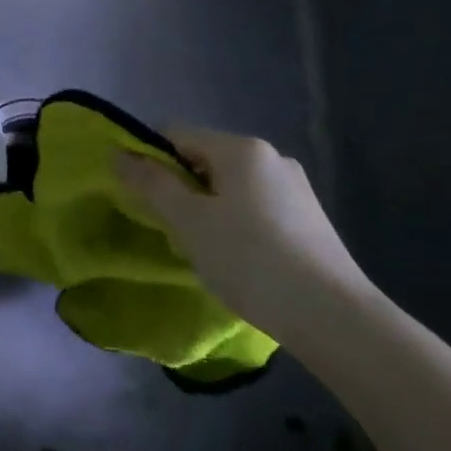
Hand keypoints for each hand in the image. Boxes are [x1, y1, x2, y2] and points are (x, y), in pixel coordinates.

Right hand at [116, 128, 375, 348]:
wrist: (332, 316)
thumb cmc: (250, 259)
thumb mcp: (189, 221)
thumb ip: (152, 184)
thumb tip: (118, 153)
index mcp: (241, 148)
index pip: (176, 134)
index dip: (148, 158)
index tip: (139, 196)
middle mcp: (271, 157)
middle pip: (204, 159)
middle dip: (179, 189)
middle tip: (171, 230)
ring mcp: (295, 187)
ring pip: (229, 186)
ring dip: (206, 210)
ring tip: (204, 251)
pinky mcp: (308, 217)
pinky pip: (255, 206)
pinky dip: (234, 223)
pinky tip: (238, 260)